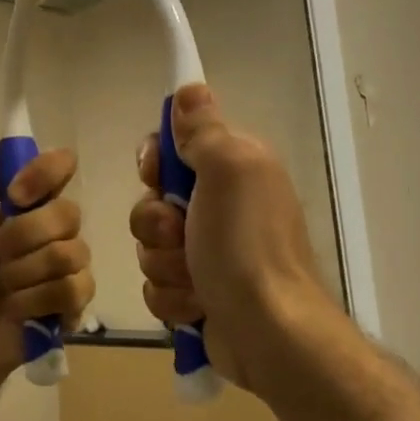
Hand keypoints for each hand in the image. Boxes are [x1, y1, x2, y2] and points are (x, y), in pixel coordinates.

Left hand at [0, 141, 93, 383]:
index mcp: (21, 203)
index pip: (59, 166)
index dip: (45, 173)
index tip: (13, 195)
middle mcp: (49, 228)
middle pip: (69, 211)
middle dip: (25, 234)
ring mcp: (64, 268)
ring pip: (72, 251)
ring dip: (25, 271)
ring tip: (0, 285)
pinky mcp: (70, 307)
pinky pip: (74, 289)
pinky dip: (35, 300)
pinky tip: (12, 308)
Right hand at [131, 84, 332, 398]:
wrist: (268, 333)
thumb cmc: (245, 246)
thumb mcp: (228, 171)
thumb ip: (204, 130)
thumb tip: (190, 87)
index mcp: (234, 170)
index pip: (173, 148)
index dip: (156, 162)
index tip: (157, 176)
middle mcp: (222, 207)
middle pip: (153, 201)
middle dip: (156, 224)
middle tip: (179, 235)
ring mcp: (209, 254)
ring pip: (151, 246)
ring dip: (164, 265)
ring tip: (194, 280)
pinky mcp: (199, 294)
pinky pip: (158, 285)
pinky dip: (172, 297)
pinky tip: (196, 306)